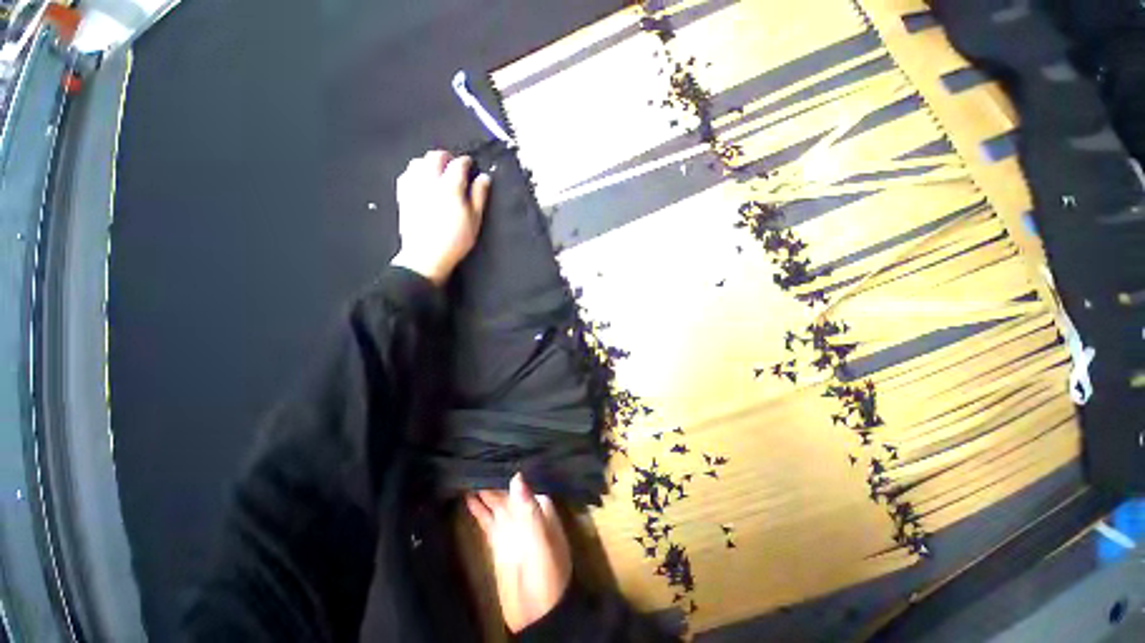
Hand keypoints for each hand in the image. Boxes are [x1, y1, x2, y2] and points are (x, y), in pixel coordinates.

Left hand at [391, 150, 491, 285]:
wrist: (424, 258)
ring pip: (417, 162)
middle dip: (445, 157)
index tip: (470, 167)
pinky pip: (405, 176)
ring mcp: (414, 188)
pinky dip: (413, 174)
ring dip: (427, 163)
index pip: (459, 163)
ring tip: (435, 173)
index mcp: (450, 186)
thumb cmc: (454, 241)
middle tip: (451, 167)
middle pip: (435, 156)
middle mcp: (430, 182)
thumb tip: (484, 177)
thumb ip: (479, 195)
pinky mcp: (403, 197)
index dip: (466, 162)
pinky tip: (419, 182)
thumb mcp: (474, 220)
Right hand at [466, 473, 572, 633]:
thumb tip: (518, 476)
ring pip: (498, 507)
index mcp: (545, 520)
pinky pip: (488, 523)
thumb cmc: (545, 577)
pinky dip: (478, 511)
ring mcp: (513, 535)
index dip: (515, 475)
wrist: (538, 612)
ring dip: (484, 492)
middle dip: (495, 479)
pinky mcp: (500, 547)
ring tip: (465, 471)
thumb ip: (529, 512)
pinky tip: (466, 498)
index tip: (498, 455)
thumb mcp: (540, 544)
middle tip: (474, 457)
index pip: (530, 490)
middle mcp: (529, 524)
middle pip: (511, 496)